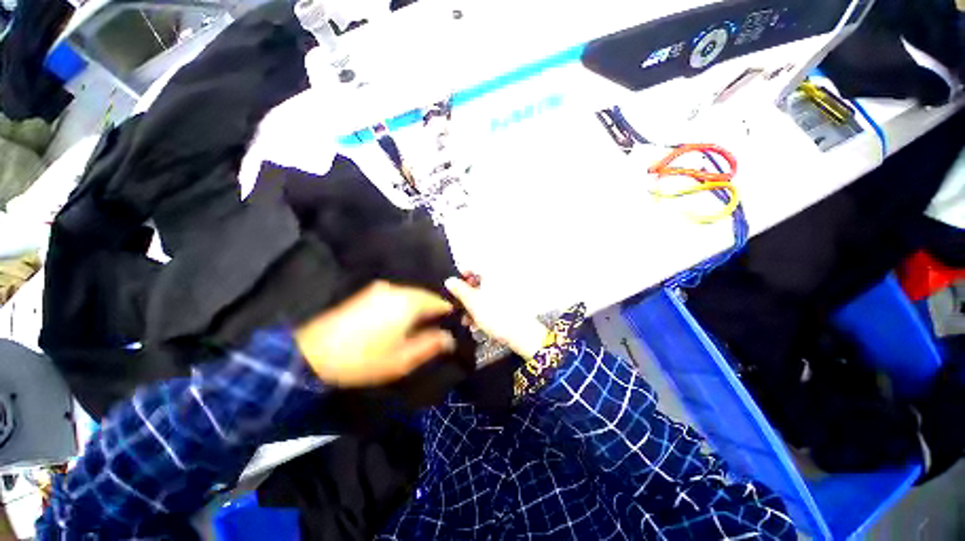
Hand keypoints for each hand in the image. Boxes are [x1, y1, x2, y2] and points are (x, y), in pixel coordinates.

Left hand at [295, 281, 455, 387]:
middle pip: (424, 295)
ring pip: (409, 294)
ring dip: (418, 306)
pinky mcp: (367, 293)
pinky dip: (403, 304)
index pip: (438, 301)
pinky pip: (395, 295)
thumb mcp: (402, 359)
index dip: (447, 311)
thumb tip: (449, 339)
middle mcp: (397, 290)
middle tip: (436, 326)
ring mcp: (380, 289)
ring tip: (419, 325)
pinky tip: (399, 319)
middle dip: (432, 309)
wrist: (314, 353)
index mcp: (409, 303)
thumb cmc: (364, 359)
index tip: (452, 323)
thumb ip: (430, 346)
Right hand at [445, 277, 546, 357]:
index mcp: (492, 274)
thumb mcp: (472, 301)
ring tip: (467, 321)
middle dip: (467, 296)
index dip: (461, 276)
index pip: (473, 267)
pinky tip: (478, 324)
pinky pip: (493, 303)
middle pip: (479, 283)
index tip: (453, 287)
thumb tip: (450, 280)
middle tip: (459, 307)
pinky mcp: (511, 304)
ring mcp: (507, 292)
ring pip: (485, 294)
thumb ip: (459, 290)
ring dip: (473, 307)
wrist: (521, 333)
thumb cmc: (496, 314)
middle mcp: (501, 279)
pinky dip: (484, 311)